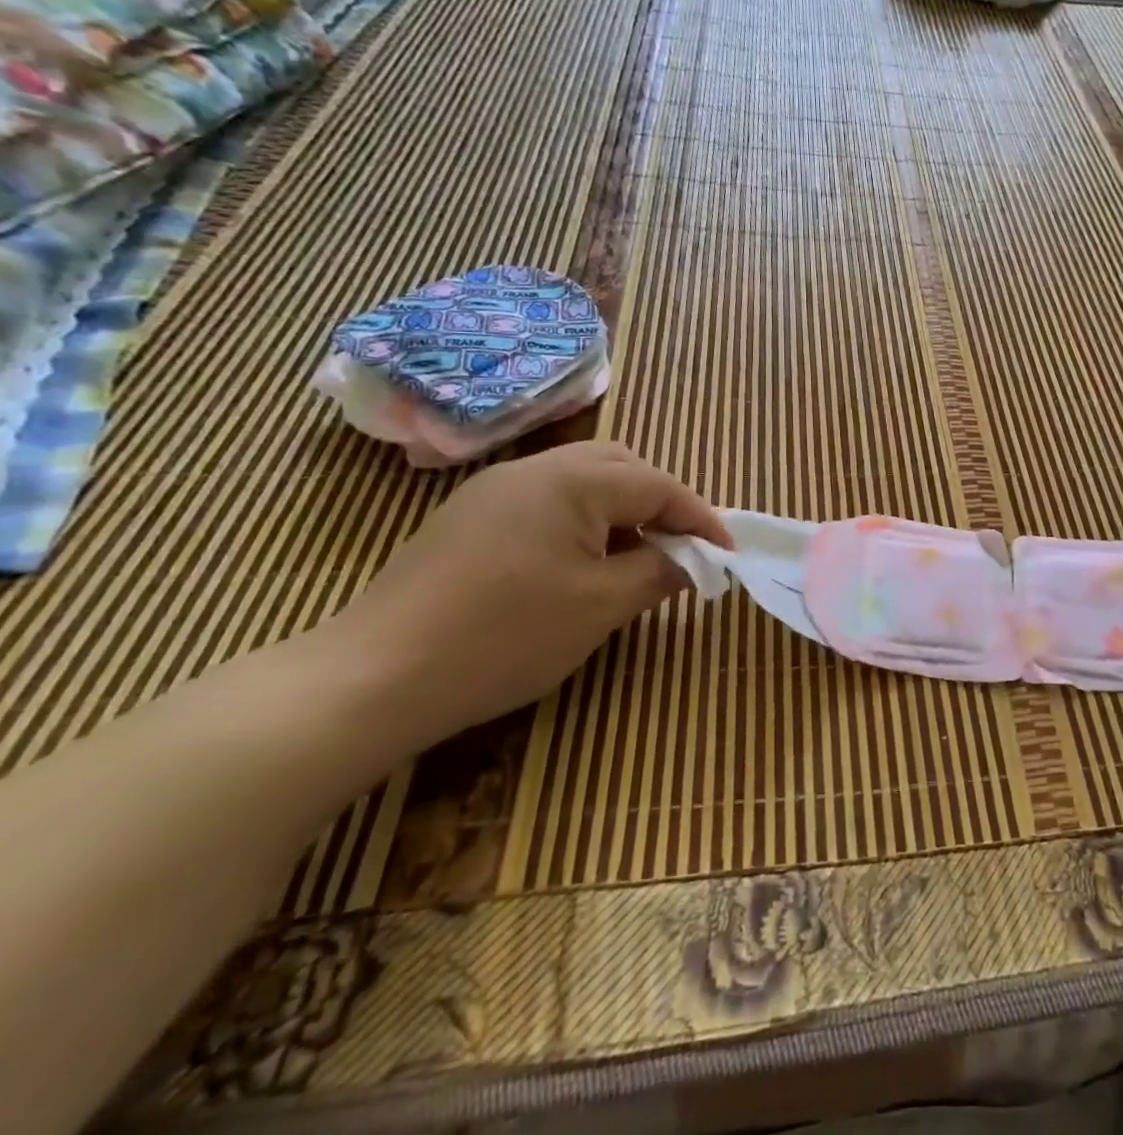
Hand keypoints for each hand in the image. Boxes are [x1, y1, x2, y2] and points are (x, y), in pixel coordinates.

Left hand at [330, 442, 730, 739]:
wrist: (372, 678)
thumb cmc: (506, 636)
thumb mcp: (602, 606)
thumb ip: (660, 571)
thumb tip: (691, 559)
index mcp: (572, 480)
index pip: (658, 485)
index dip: (700, 519)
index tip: (727, 554)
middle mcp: (533, 469)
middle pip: (621, 468)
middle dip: (661, 503)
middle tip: (682, 548)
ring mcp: (494, 491)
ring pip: (581, 482)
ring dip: (621, 512)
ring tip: (636, 559)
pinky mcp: (467, 519)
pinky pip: (546, 502)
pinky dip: (582, 522)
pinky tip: (579, 566)